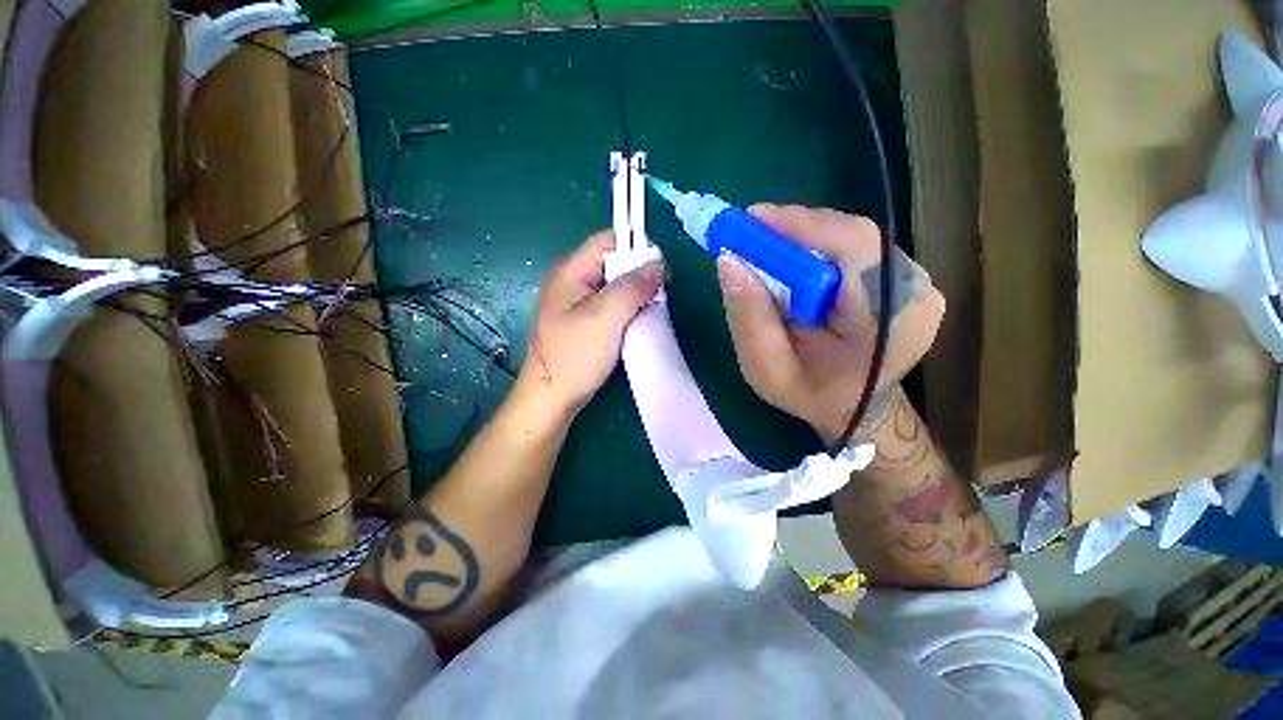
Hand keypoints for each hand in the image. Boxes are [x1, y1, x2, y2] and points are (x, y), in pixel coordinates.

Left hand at [521, 230, 664, 414]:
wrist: (551, 398)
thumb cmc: (575, 356)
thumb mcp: (605, 317)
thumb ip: (632, 287)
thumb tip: (659, 264)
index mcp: (571, 270)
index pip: (609, 240)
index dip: (637, 249)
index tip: (659, 274)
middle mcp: (572, 280)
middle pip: (614, 261)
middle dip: (639, 275)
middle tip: (656, 298)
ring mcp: (577, 301)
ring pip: (615, 284)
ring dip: (635, 294)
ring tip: (648, 313)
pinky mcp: (583, 320)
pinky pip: (611, 303)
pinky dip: (627, 309)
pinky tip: (636, 323)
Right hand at [716, 204, 944, 444]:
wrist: (856, 410)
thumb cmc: (812, 395)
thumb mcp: (768, 369)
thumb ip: (749, 318)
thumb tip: (728, 260)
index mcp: (891, 317)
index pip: (853, 245)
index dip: (800, 225)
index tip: (751, 220)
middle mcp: (914, 288)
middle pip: (850, 235)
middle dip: (794, 231)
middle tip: (749, 234)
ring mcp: (912, 280)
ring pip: (849, 238)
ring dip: (801, 239)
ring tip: (764, 249)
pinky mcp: (899, 277)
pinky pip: (851, 249)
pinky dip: (814, 249)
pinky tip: (790, 264)